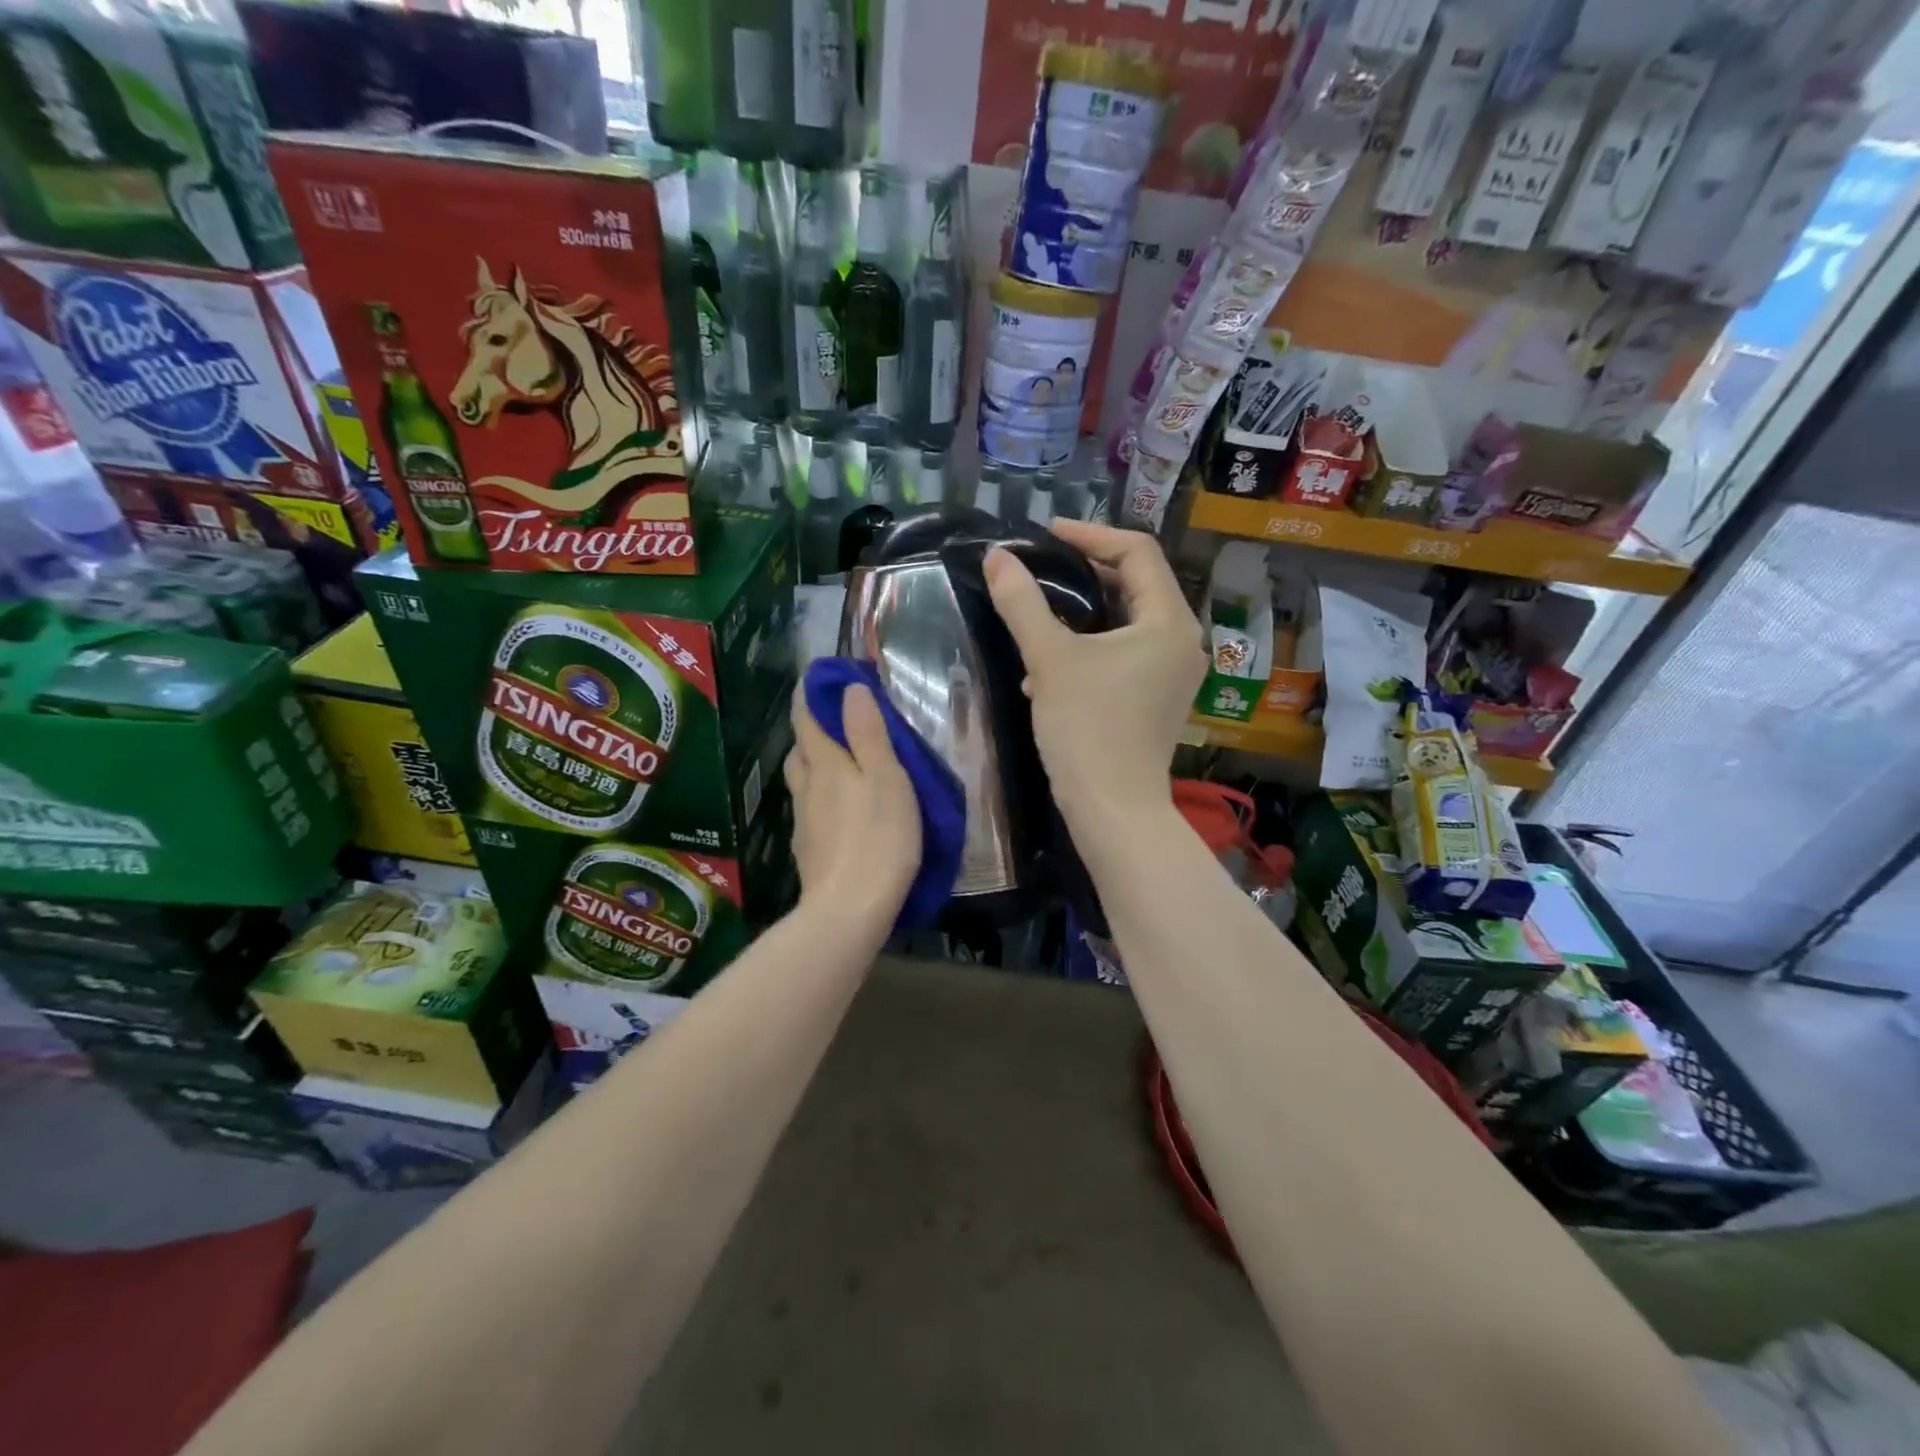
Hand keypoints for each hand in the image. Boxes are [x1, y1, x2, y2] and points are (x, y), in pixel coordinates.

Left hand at [784, 681, 921, 927]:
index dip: (810, 696)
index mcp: (826, 764)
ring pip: (802, 783)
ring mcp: (803, 822)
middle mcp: (806, 788)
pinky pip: (810, 812)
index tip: (819, 679)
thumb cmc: (878, 837)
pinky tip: (840, 814)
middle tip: (836, 726)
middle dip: (811, 732)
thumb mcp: (885, 777)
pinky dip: (821, 801)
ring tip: (841, 768)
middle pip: (799, 751)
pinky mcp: (809, 852)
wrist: (850, 909)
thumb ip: (868, 733)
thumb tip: (850, 689)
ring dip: (814, 767)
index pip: (807, 719)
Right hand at [984, 519, 1205, 824]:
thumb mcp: (1049, 659)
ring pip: (1129, 622)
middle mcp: (1182, 641)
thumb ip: (1022, 602)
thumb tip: (997, 557)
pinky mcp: (1159, 699)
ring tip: (1040, 615)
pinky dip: (1093, 647)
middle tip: (1042, 567)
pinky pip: (1127, 654)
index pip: (1137, 552)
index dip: (1090, 534)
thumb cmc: (1087, 729)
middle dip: (1087, 572)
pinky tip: (1051, 669)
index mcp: (1168, 621)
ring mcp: (1174, 674)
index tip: (1046, 534)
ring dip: (1085, 612)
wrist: (1113, 810)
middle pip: (1137, 584)